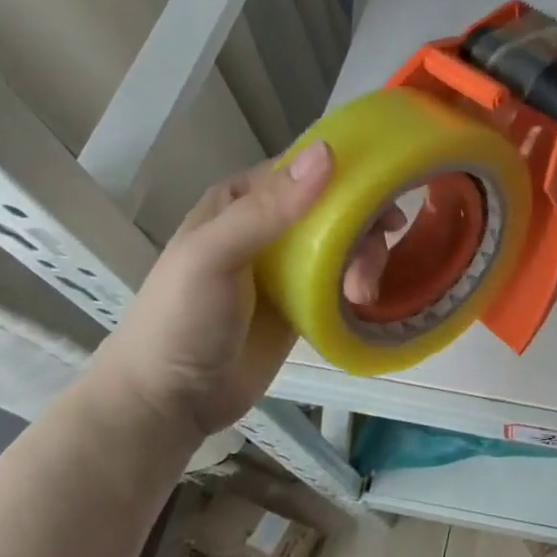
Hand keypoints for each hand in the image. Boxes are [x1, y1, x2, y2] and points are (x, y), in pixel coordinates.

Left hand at [91, 142, 400, 443]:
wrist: (169, 403)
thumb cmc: (181, 319)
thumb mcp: (215, 255)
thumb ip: (268, 208)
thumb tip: (327, 153)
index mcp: (241, 199)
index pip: (304, 169)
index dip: (347, 172)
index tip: (387, 187)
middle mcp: (268, 225)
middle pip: (335, 205)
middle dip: (364, 222)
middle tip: (380, 247)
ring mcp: (288, 266)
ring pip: (346, 242)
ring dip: (366, 257)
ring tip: (361, 292)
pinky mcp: (305, 302)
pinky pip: (344, 278)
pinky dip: (361, 282)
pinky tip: (362, 300)